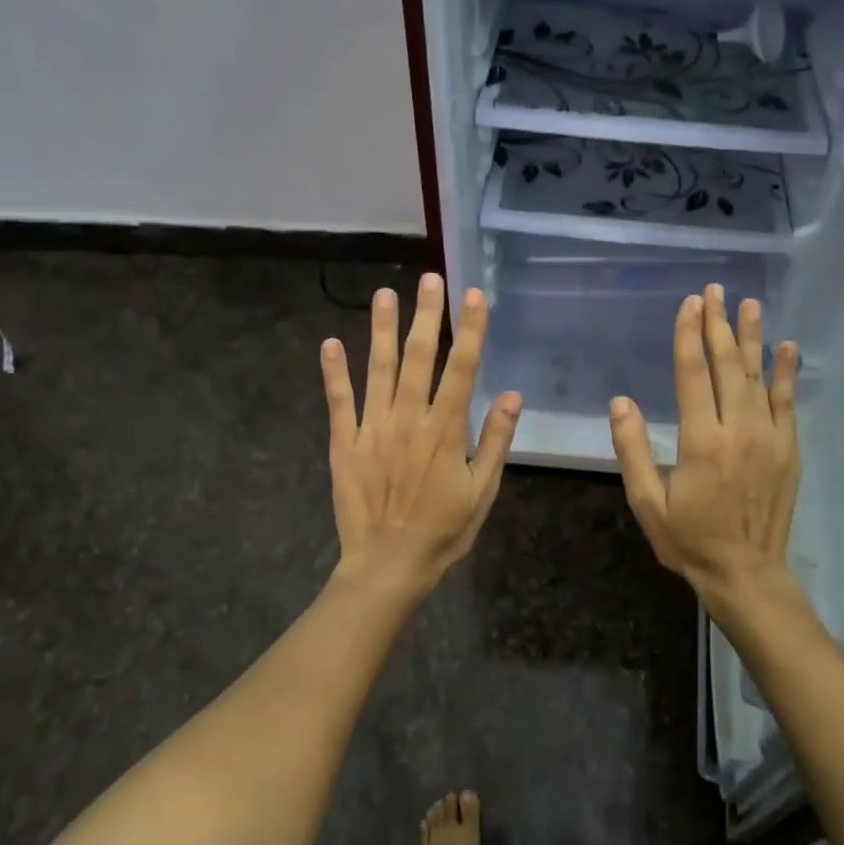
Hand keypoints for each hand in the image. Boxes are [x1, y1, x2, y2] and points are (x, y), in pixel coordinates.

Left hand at [320, 273, 520, 600]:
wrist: (387, 565)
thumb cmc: (443, 531)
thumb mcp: (482, 492)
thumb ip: (495, 441)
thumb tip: (513, 395)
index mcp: (445, 430)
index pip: (462, 369)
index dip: (469, 330)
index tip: (473, 296)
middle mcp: (408, 419)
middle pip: (418, 358)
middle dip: (426, 315)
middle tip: (429, 279)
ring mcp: (372, 429)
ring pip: (377, 369)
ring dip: (381, 329)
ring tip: (384, 293)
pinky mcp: (343, 443)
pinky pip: (338, 402)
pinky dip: (334, 372)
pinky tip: (330, 343)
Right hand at [608, 284, 801, 608]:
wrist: (746, 573)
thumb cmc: (689, 539)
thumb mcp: (647, 502)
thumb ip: (633, 450)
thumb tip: (620, 402)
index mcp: (700, 440)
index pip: (693, 374)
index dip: (689, 335)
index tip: (690, 303)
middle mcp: (737, 429)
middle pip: (726, 366)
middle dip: (719, 324)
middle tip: (715, 290)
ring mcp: (768, 437)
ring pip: (758, 376)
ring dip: (752, 337)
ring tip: (749, 304)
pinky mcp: (788, 449)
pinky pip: (788, 402)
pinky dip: (787, 373)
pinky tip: (788, 347)